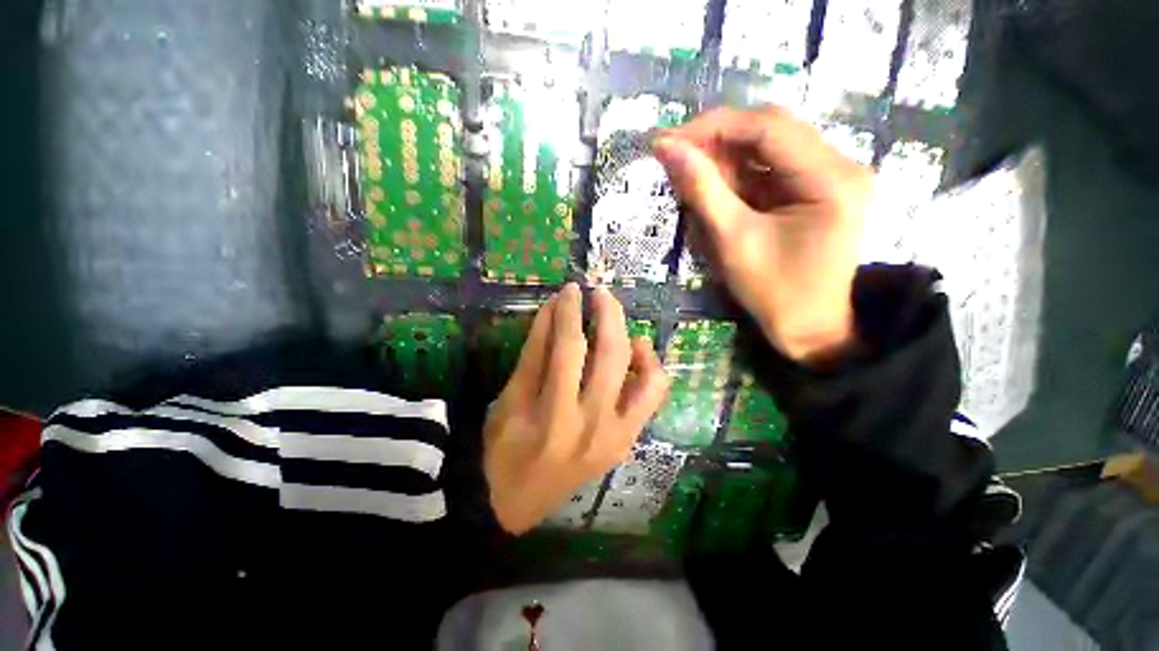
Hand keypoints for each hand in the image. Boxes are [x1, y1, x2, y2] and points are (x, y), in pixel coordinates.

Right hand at [483, 283, 668, 534]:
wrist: (520, 504)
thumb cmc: (502, 452)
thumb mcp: (508, 401)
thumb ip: (534, 354)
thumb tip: (553, 311)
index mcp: (554, 419)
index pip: (568, 349)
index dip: (570, 313)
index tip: (569, 290)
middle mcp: (594, 427)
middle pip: (611, 355)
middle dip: (607, 315)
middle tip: (598, 292)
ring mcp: (618, 436)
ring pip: (644, 375)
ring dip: (631, 336)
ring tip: (615, 317)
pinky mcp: (628, 440)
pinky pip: (652, 397)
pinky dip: (650, 367)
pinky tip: (636, 350)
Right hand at [653, 106, 871, 361]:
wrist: (808, 328)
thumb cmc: (773, 292)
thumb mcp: (733, 240)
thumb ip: (702, 190)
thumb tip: (667, 148)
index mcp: (831, 178)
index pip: (768, 127)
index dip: (714, 127)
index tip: (669, 140)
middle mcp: (840, 165)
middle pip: (771, 130)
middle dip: (717, 140)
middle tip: (674, 155)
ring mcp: (831, 175)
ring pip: (768, 147)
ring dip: (725, 158)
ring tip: (688, 173)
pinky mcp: (817, 188)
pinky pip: (771, 168)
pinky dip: (738, 175)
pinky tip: (714, 187)